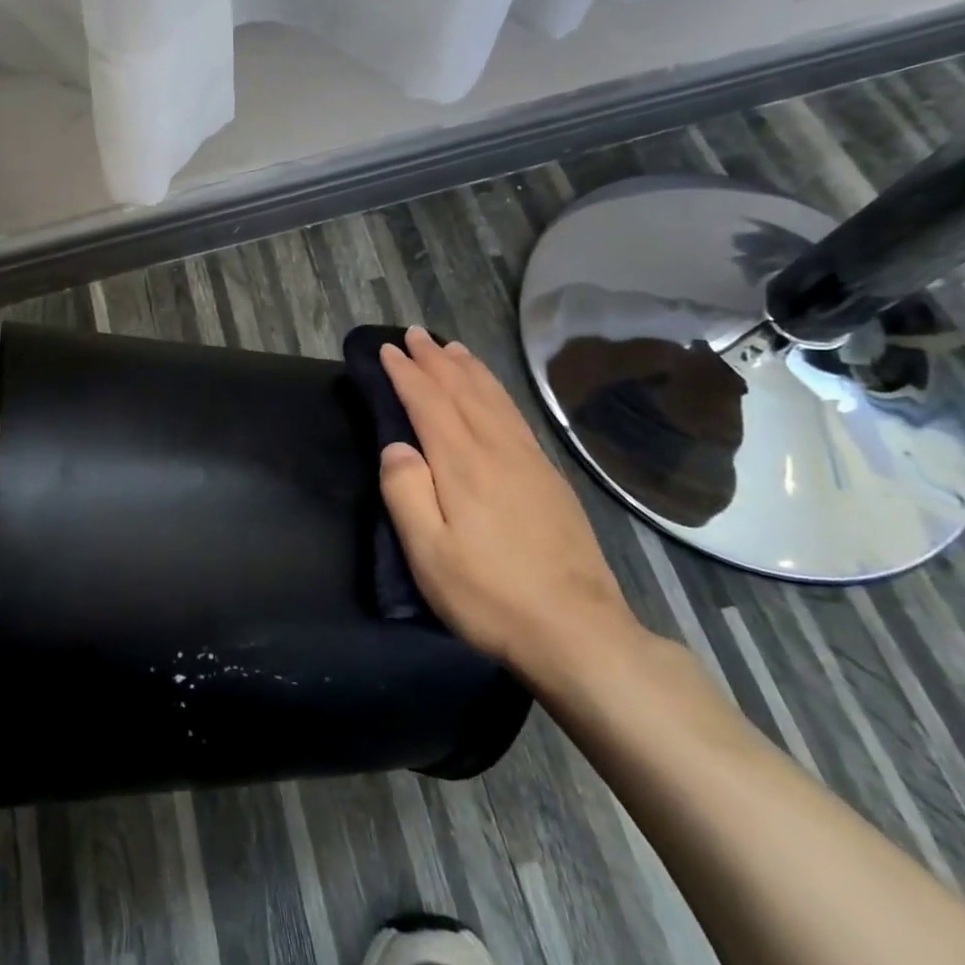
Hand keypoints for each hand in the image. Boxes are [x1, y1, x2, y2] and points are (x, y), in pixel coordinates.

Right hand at [378, 327, 643, 689]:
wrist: (577, 630)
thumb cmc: (489, 595)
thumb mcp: (429, 553)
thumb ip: (405, 492)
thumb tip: (396, 446)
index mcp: (462, 464)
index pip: (428, 402)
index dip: (405, 373)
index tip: (387, 350)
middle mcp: (497, 449)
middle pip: (462, 390)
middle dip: (435, 359)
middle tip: (414, 334)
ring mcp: (530, 461)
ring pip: (493, 398)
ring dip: (468, 368)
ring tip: (452, 347)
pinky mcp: (550, 478)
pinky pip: (516, 416)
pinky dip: (497, 391)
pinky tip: (493, 392)